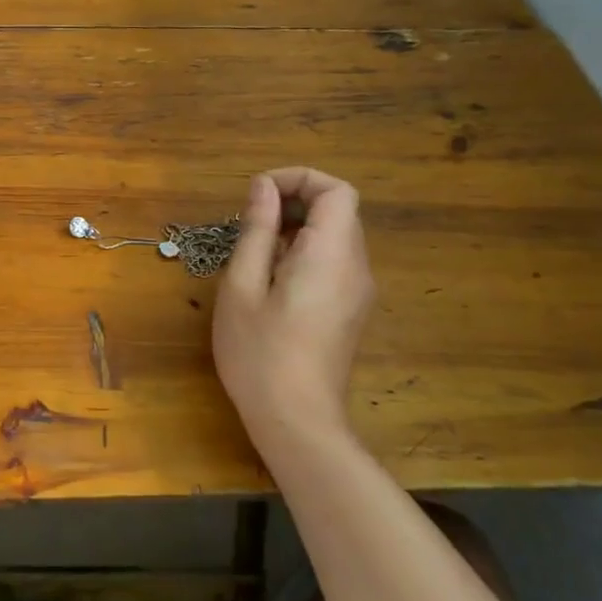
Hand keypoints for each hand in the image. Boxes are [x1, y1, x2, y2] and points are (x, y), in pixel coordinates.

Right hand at [213, 167, 375, 459]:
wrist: (296, 421)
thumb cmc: (259, 352)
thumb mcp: (243, 285)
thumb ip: (257, 230)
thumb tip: (264, 187)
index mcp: (331, 254)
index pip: (338, 190)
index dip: (299, 179)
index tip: (258, 194)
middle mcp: (356, 267)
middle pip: (339, 211)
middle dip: (294, 202)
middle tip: (249, 222)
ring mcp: (357, 291)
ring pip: (335, 236)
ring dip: (296, 228)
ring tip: (254, 252)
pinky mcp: (350, 310)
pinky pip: (333, 262)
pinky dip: (304, 252)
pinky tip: (270, 281)